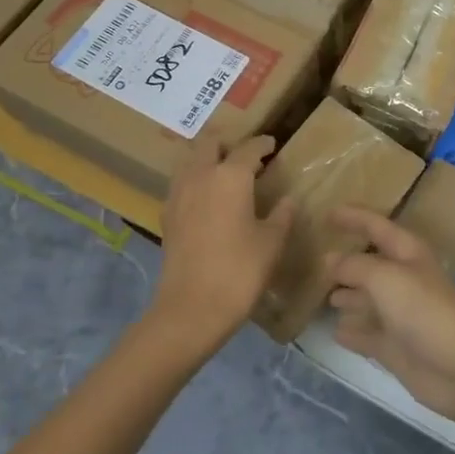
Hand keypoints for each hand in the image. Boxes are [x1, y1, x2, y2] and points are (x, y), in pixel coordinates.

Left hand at [154, 136, 293, 346]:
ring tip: (225, 174)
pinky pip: (181, 184)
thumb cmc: (240, 270)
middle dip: (228, 144)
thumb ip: (281, 215)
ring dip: (206, 159)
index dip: (263, 144)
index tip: (272, 145)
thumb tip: (288, 200)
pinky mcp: (167, 216)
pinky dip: (195, 181)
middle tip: (245, 156)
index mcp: (231, 176)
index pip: (249, 148)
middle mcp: (201, 176)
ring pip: (190, 161)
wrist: (191, 309)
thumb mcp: (272, 242)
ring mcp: (179, 195)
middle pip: (210, 144)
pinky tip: (208, 200)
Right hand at [325, 209, 454, 422]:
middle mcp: (403, 280)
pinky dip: (352, 332)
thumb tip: (330, 259)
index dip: (354, 217)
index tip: (327, 212)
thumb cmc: (424, 308)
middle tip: (315, 260)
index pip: (376, 227)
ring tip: (323, 295)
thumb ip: (355, 266)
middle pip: (371, 265)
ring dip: (348, 296)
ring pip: (368, 300)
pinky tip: (335, 331)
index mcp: (407, 253)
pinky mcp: (397, 348)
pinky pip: (368, 334)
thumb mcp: (385, 277)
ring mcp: (400, 316)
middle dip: (347, 262)